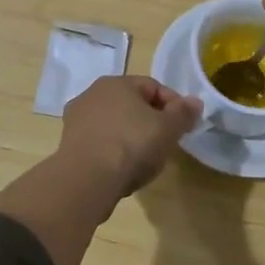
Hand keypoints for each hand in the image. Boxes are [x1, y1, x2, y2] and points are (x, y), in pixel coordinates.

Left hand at [57, 75, 201, 202]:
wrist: (86, 181)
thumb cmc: (131, 145)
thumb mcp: (168, 129)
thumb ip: (183, 113)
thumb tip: (195, 102)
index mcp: (116, 82)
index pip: (153, 87)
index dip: (174, 105)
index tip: (184, 127)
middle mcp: (92, 94)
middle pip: (133, 105)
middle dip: (152, 122)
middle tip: (166, 144)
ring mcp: (77, 120)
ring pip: (116, 125)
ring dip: (132, 138)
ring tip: (146, 161)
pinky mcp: (68, 145)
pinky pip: (101, 143)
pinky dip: (114, 152)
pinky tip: (123, 170)